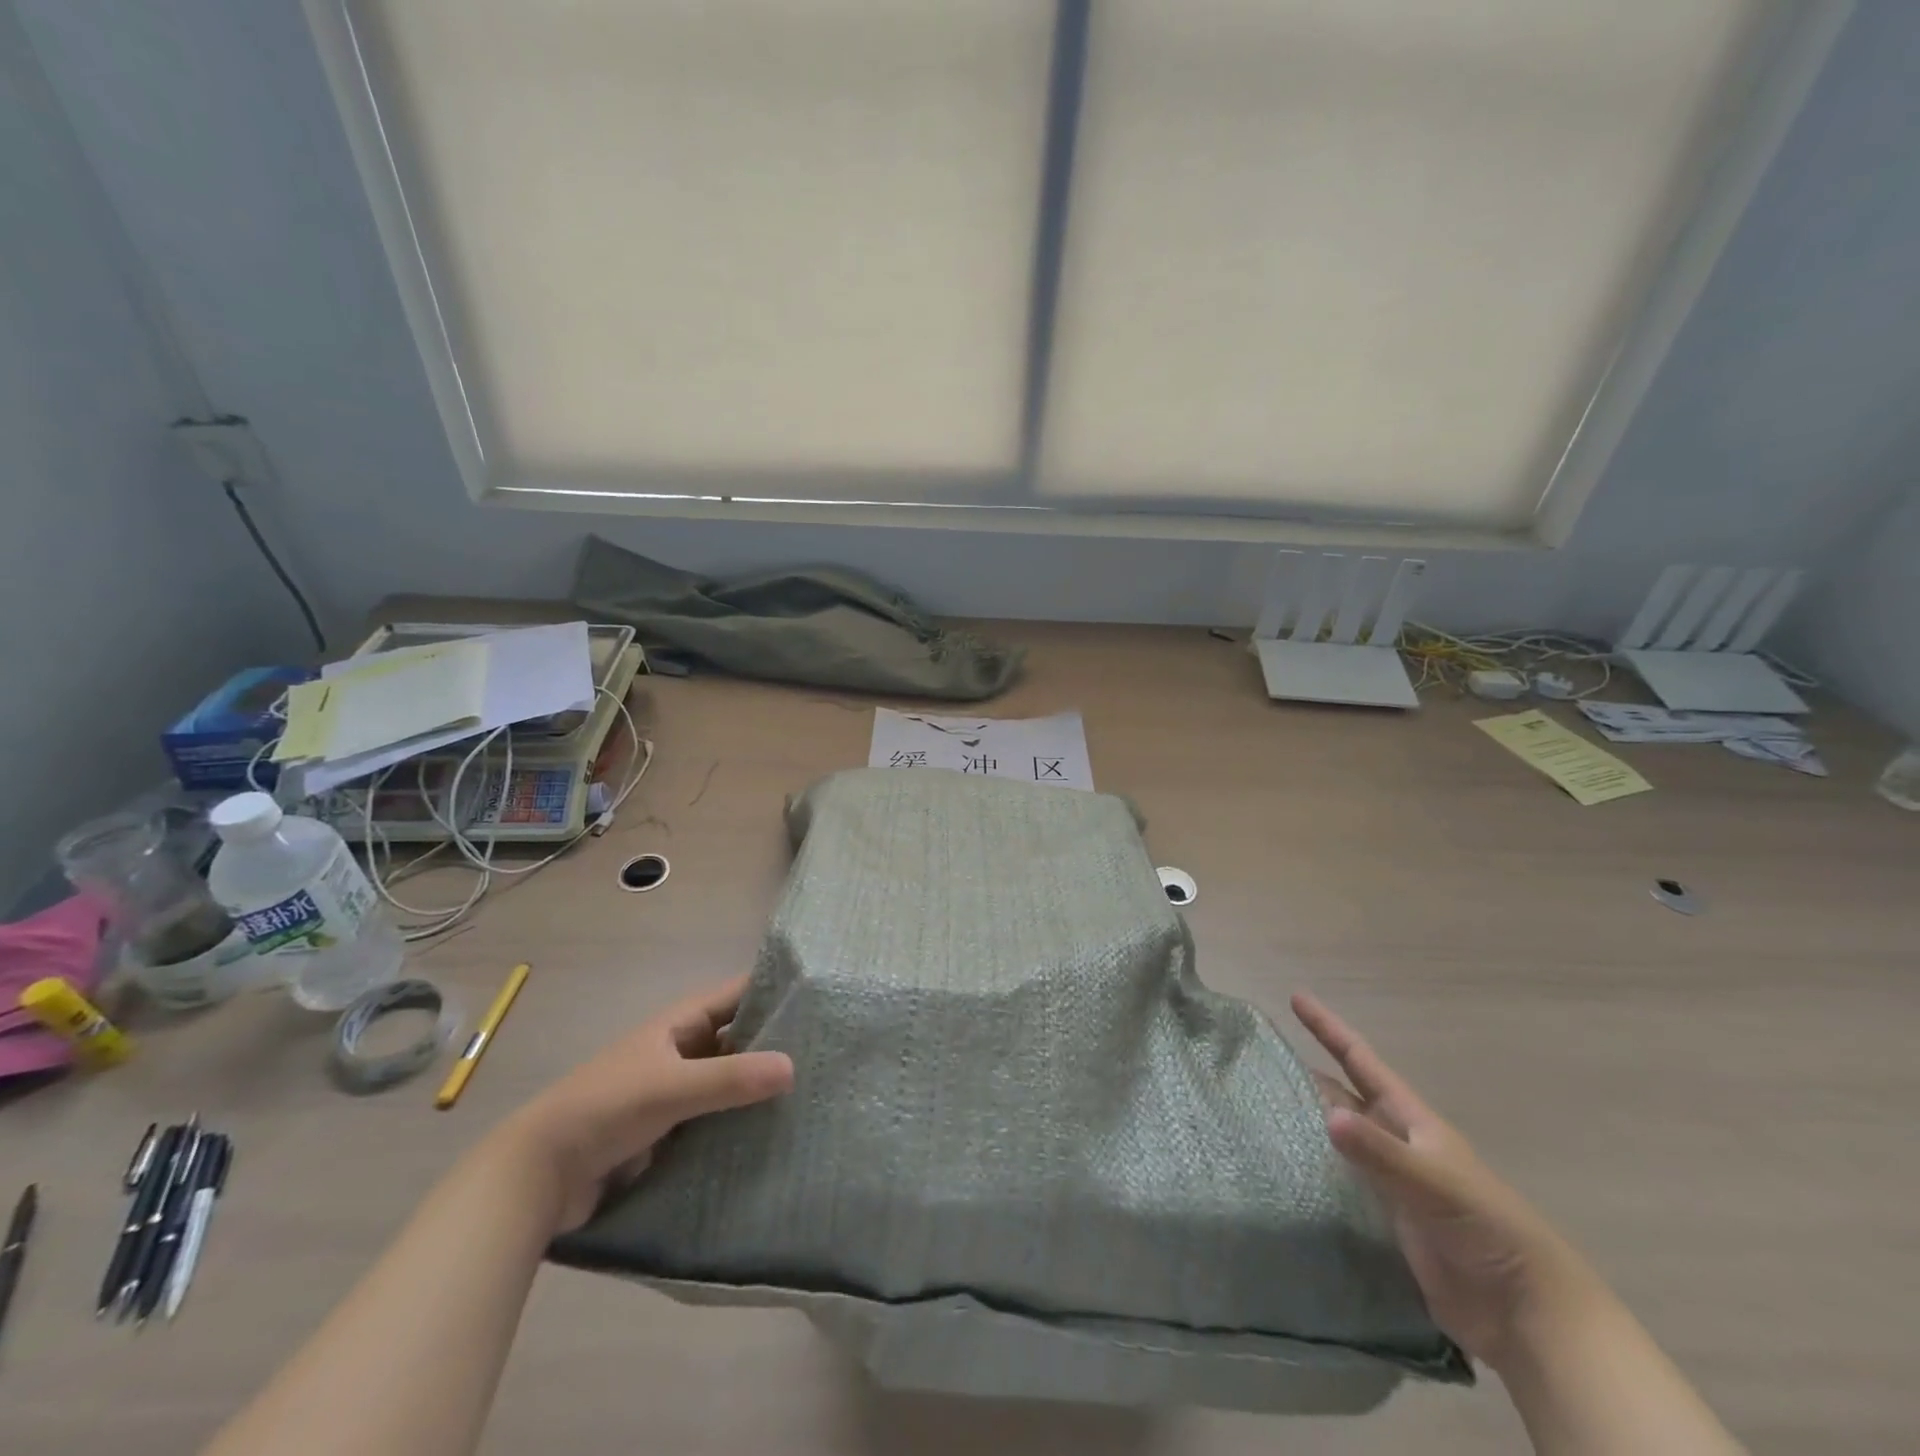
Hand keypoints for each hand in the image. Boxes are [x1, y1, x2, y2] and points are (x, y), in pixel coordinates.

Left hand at [495, 976, 793, 1232]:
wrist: (539, 1175)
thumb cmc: (606, 1109)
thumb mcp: (671, 1088)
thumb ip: (730, 1078)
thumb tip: (793, 1067)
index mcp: (679, 1024)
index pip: (737, 995)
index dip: (774, 991)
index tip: (820, 997)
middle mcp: (681, 1050)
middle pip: (738, 1038)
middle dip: (775, 1043)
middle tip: (828, 1052)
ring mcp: (676, 1091)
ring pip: (729, 1080)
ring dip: (759, 1086)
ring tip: (813, 1092)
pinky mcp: (671, 1131)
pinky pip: (717, 1117)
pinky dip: (741, 1120)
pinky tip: (776, 1132)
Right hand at [1292, 993, 1599, 1368]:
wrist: (1526, 1314)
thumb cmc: (1487, 1230)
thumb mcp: (1434, 1184)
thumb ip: (1381, 1152)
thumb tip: (1327, 1114)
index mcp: (1413, 1122)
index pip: (1361, 1062)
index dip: (1329, 1029)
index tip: (1296, 997)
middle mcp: (1398, 1144)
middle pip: (1346, 1096)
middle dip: (1311, 1074)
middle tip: (1265, 1058)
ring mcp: (1391, 1183)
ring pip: (1340, 1138)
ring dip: (1308, 1120)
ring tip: (1262, 1106)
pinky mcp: (1386, 1221)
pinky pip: (1341, 1181)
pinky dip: (1314, 1168)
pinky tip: (1285, 1166)